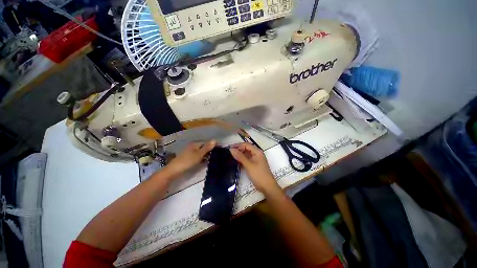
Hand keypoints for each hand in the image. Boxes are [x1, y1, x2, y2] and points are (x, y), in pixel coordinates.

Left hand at [164, 140, 216, 177]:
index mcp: (195, 144)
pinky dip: (201, 159)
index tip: (219, 150)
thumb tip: (215, 140)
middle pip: (203, 148)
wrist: (174, 171)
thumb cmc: (188, 161)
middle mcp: (192, 147)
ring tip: (213, 159)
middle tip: (217, 155)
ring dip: (206, 155)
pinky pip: (197, 157)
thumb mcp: (199, 154)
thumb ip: (207, 147)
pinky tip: (205, 162)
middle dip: (209, 151)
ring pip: (200, 153)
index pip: (206, 143)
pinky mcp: (188, 159)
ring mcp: (190, 153)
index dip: (212, 146)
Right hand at [230, 143, 279, 193]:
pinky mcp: (254, 165)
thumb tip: (231, 149)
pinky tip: (236, 161)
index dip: (238, 145)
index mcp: (257, 152)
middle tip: (229, 153)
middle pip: (246, 149)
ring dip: (240, 155)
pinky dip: (242, 160)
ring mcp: (256, 159)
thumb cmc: (259, 174)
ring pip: (246, 154)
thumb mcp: (248, 165)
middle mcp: (257, 154)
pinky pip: (247, 159)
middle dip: (238, 149)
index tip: (230, 148)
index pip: (246, 145)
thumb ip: (240, 157)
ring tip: (231, 156)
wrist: (267, 187)